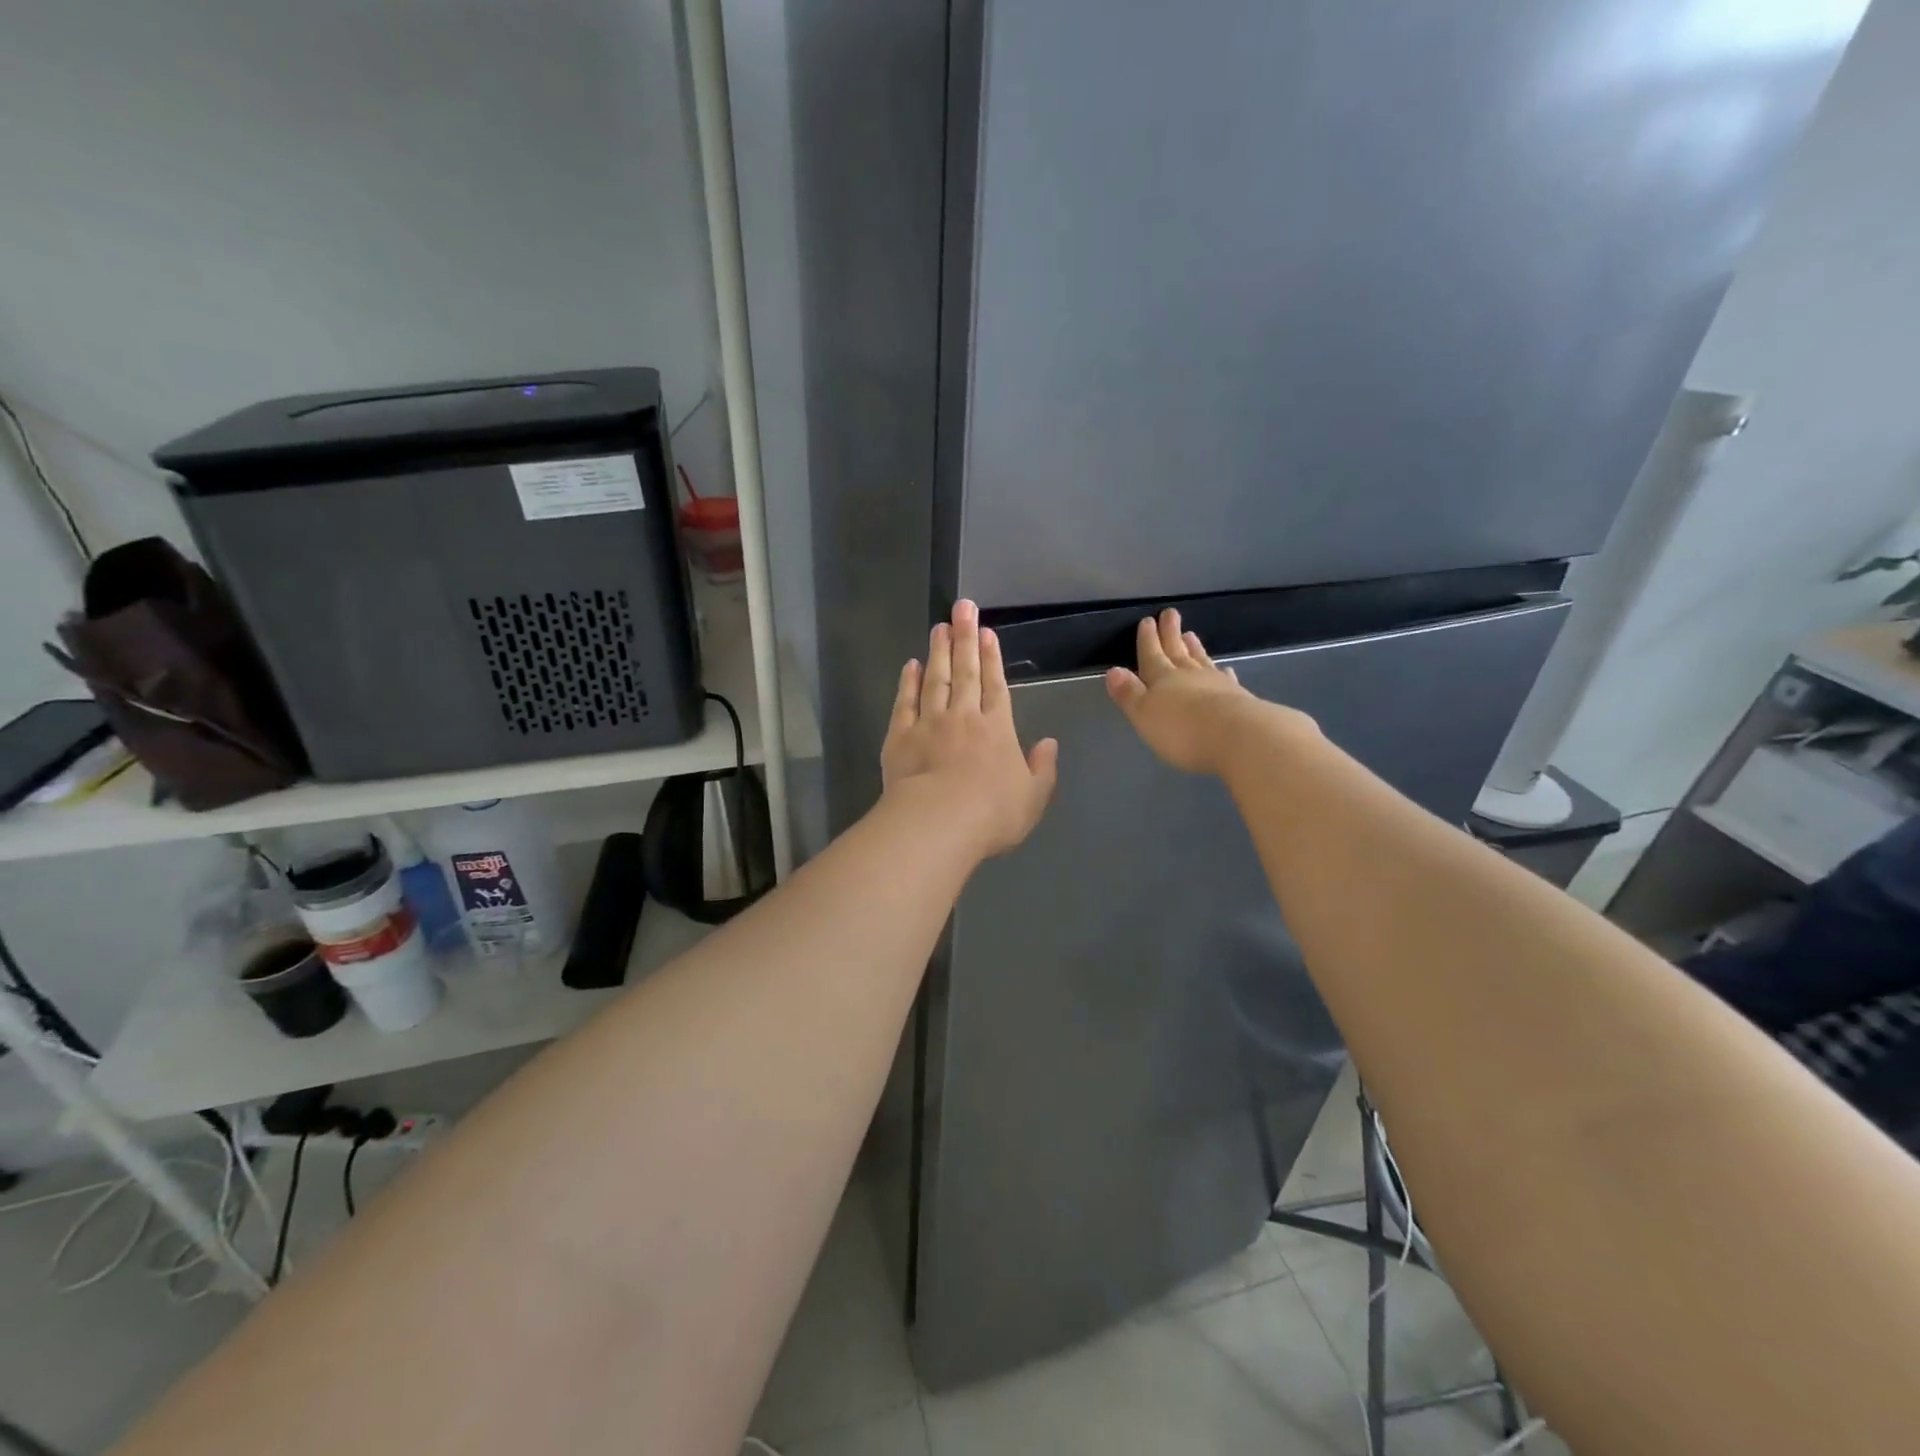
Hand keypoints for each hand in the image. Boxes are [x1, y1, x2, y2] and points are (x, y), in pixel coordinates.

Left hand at [881, 600, 1059, 857]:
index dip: (991, 658)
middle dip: (965, 638)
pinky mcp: (900, 737)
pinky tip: (911, 665)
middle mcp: (963, 718)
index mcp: (996, 729)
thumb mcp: (1033, 798)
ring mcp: (928, 724)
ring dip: (938, 652)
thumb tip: (1049, 743)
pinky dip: (908, 682)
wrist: (937, 823)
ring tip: (939, 627)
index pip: (995, 685)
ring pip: (935, 680)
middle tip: (962, 608)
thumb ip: (1042, 768)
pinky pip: (905, 702)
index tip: (987, 632)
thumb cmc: (991, 814)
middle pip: (964, 672)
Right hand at [1106, 609, 1304, 773]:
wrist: (1237, 736)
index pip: (1151, 655)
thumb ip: (1129, 694)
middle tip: (1170, 613)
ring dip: (1194, 648)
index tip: (1147, 620)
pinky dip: (1222, 672)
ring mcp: (1216, 684)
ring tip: (1191, 634)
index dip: (1148, 640)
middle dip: (1170, 633)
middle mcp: (1188, 675)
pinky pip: (1226, 678)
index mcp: (1162, 679)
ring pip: (1200, 660)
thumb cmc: (1181, 730)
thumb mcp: (1144, 715)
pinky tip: (1225, 669)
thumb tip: (1113, 671)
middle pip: (1176, 651)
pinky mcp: (1238, 697)